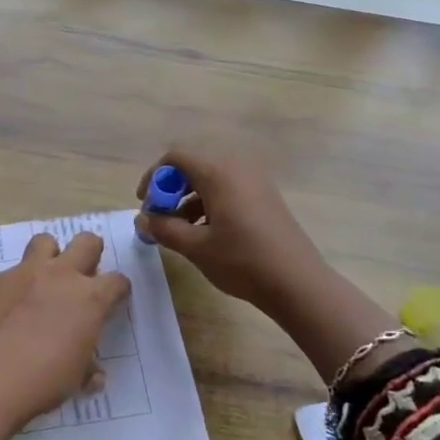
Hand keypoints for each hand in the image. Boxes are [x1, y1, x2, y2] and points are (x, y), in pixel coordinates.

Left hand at [0, 230, 130, 430]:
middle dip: (91, 253)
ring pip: (46, 241)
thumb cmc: (43, 381)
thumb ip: (88, 369)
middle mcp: (62, 275)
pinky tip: (11, 305)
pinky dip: (17, 283)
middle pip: (87, 242)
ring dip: (51, 255)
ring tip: (46, 277)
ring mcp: (26, 272)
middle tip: (84, 275)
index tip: (114, 299)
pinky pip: (12, 270)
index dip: (118, 289)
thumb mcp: (76, 380)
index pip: (117, 281)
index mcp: (90, 298)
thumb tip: (94, 375)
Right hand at [133, 147, 329, 322]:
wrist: (297, 282)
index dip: (154, 176)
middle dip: (171, 189)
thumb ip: (164, 228)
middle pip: (194, 166)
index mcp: (218, 172)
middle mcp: (237, 167)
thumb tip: (142, 219)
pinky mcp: (265, 197)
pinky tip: (206, 234)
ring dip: (189, 199)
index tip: (145, 204)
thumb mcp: (196, 247)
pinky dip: (210, 204)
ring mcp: (255, 181)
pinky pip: (229, 189)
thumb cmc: (242, 261)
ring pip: (211, 180)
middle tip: (160, 218)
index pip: (176, 157)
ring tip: (180, 231)